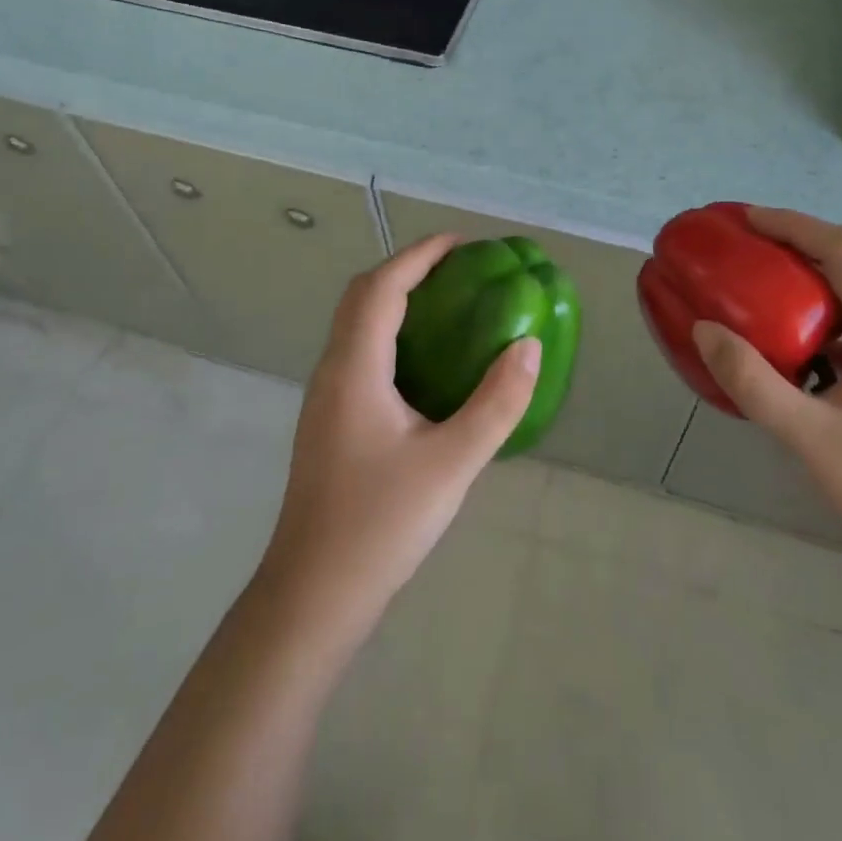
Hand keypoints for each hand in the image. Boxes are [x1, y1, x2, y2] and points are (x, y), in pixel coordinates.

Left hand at [262, 234, 539, 633]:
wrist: (313, 596)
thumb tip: (528, 346)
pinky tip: (426, 363)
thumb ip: (496, 403)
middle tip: (458, 271)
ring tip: (448, 305)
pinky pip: (360, 352)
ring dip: (396, 299)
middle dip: (407, 270)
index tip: (461, 243)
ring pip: (356, 324)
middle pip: (362, 296)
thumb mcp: (451, 463)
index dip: (420, 255)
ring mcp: (326, 397)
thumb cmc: (380, 524)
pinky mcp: (330, 420)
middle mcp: (333, 370)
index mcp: (355, 368)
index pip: (382, 287)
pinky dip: (391, 333)